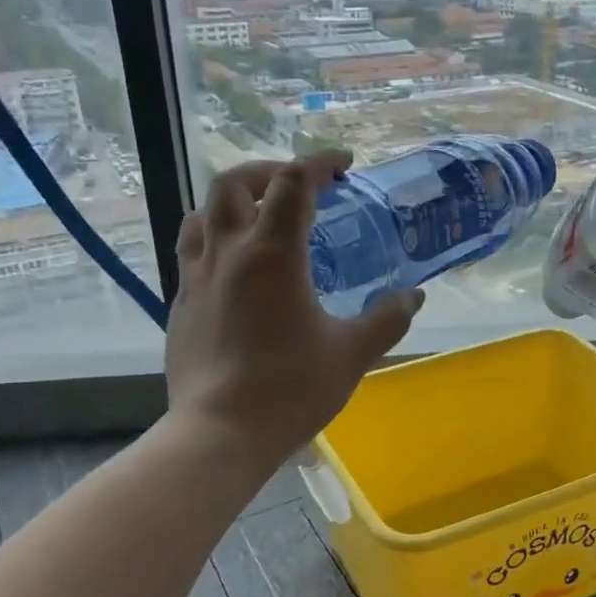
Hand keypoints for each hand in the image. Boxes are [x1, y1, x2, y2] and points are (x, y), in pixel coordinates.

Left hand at [164, 151, 422, 469]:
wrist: (219, 433)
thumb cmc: (290, 389)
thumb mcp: (351, 353)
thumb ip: (387, 318)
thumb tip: (414, 295)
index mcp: (273, 255)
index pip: (294, 183)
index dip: (320, 163)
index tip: (343, 165)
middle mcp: (228, 253)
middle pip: (234, 182)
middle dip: (268, 172)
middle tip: (297, 187)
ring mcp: (196, 277)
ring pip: (203, 213)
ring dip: (234, 202)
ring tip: (260, 217)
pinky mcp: (180, 303)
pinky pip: (192, 250)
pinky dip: (215, 238)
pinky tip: (236, 267)